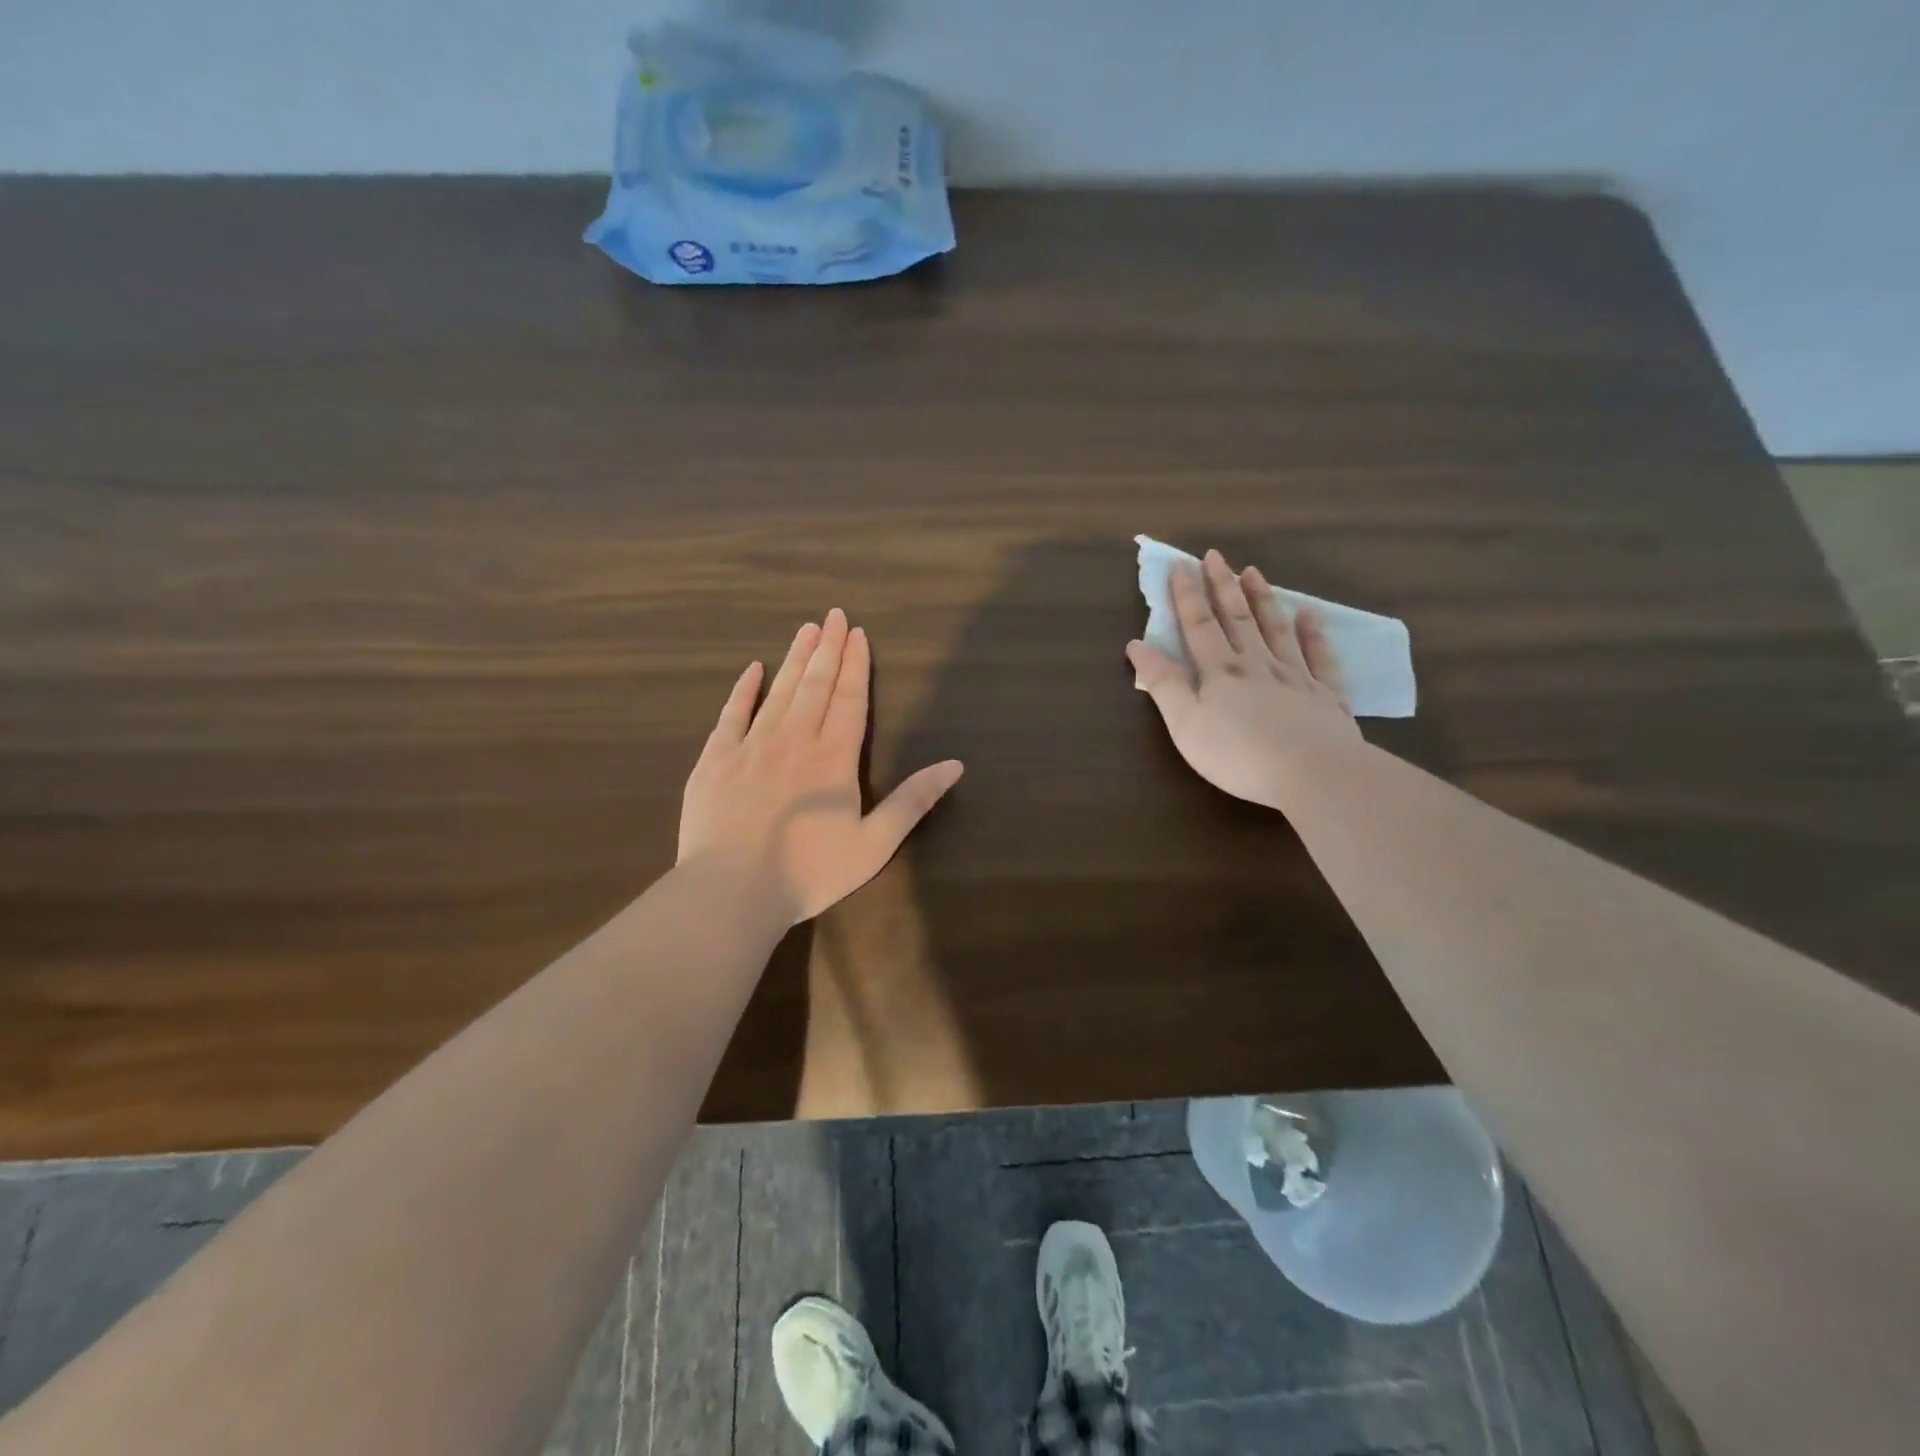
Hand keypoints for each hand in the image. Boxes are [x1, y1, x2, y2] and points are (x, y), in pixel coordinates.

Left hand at [679, 608, 963, 924]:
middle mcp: (794, 740)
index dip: (856, 665)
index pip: (850, 699)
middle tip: (834, 615)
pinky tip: (753, 669)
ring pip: (778, 691)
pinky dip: (743, 689)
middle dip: (827, 648)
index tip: (858, 634)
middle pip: (815, 685)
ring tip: (805, 629)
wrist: (731, 892)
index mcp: (834, 758)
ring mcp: (750, 746)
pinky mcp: (715, 760)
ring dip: (795, 659)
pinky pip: (731, 714)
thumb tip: (954, 764)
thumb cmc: (809, 873)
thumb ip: (912, 801)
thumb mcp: (874, 844)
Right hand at [1126, 549, 1359, 810]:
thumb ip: (1163, 684)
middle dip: (1222, 586)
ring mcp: (1295, 676)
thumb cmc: (1238, 753)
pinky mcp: (1326, 696)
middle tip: (1215, 556)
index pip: (1199, 625)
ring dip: (1262, 599)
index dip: (1187, 595)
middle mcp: (1257, 664)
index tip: (1180, 565)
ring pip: (1275, 629)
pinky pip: (1319, 656)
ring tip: (1253, 572)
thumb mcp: (1185, 724)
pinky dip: (1313, 633)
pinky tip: (1309, 614)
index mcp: (1220, 671)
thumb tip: (1137, 645)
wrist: (1313, 773)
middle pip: (1237, 618)